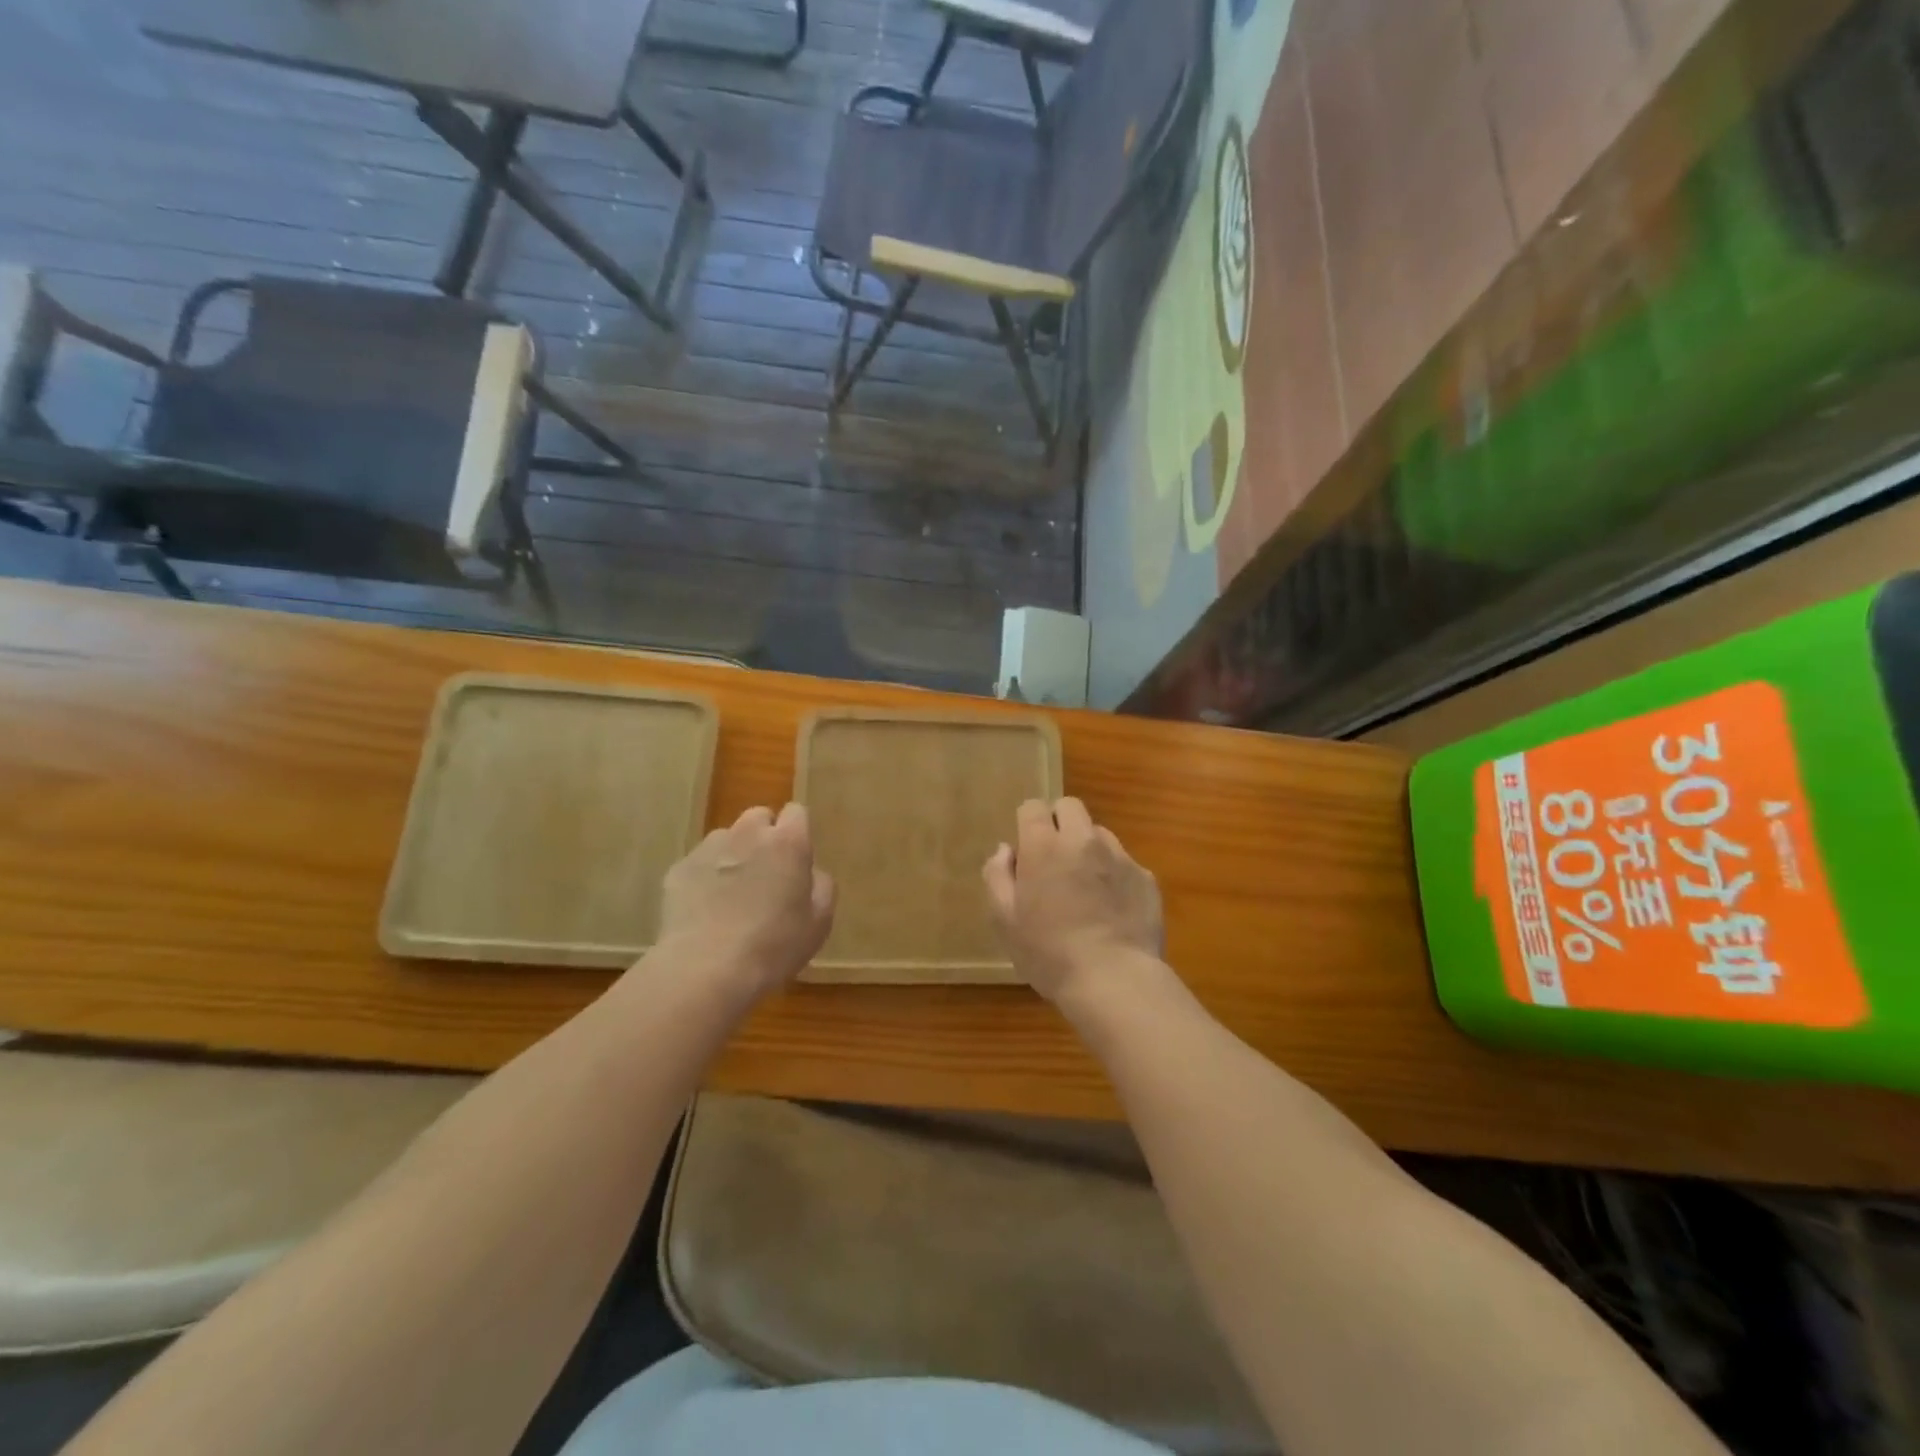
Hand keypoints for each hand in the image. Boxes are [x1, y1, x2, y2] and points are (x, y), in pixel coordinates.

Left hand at [656, 804, 835, 998]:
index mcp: (788, 842)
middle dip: (764, 837)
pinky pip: (699, 864)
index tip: (797, 859)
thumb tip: (810, 872)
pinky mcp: (679, 869)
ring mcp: (709, 848)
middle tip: (766, 875)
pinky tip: (705, 912)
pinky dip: (705, 878)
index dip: (797, 832)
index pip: (796, 812)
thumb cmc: (774, 946)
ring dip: (733, 856)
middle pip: (759, 817)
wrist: (706, 969)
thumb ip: (821, 885)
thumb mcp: (819, 922)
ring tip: (731, 896)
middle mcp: (748, 833)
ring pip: (726, 839)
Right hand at [982, 798, 1164, 1008]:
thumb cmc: (1049, 953)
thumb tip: (1006, 850)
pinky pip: (1124, 863)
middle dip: (1059, 823)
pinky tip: (1111, 909)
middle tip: (1054, 860)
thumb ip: (998, 876)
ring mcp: (1119, 856)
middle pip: (1070, 807)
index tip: (1026, 850)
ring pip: (1099, 834)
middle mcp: (1083, 840)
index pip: (1033, 807)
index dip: (1027, 823)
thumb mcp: (1005, 920)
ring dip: (1087, 848)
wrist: (1114, 980)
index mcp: (1044, 846)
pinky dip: (1114, 876)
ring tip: (1085, 888)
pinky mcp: (1145, 877)